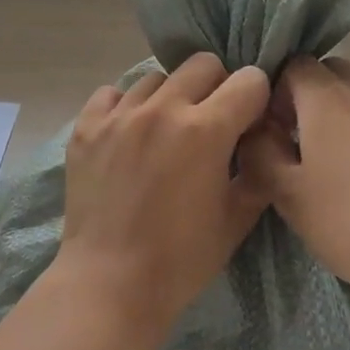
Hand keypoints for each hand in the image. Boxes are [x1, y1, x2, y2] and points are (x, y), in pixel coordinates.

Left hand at [56, 52, 271, 339]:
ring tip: (166, 131)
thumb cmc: (181, 259)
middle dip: (217, 86)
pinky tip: (129, 135)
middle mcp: (161, 109)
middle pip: (203, 64)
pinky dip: (126, 106)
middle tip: (211, 122)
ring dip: (170, 96)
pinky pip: (112, 94)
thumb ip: (258, 169)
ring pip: (156, 77)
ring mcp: (118, 115)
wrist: (109, 284)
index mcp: (204, 130)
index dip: (256, 98)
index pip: (248, 81)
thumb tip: (263, 137)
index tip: (250, 120)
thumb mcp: (237, 219)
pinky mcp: (85, 126)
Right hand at [240, 57, 349, 314]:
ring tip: (343, 160)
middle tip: (303, 140)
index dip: (278, 90)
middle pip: (333, 71)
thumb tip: (257, 129)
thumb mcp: (286, 195)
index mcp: (327, 98)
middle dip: (313, 95)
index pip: (295, 64)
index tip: (275, 127)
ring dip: (348, 112)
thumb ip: (260, 152)